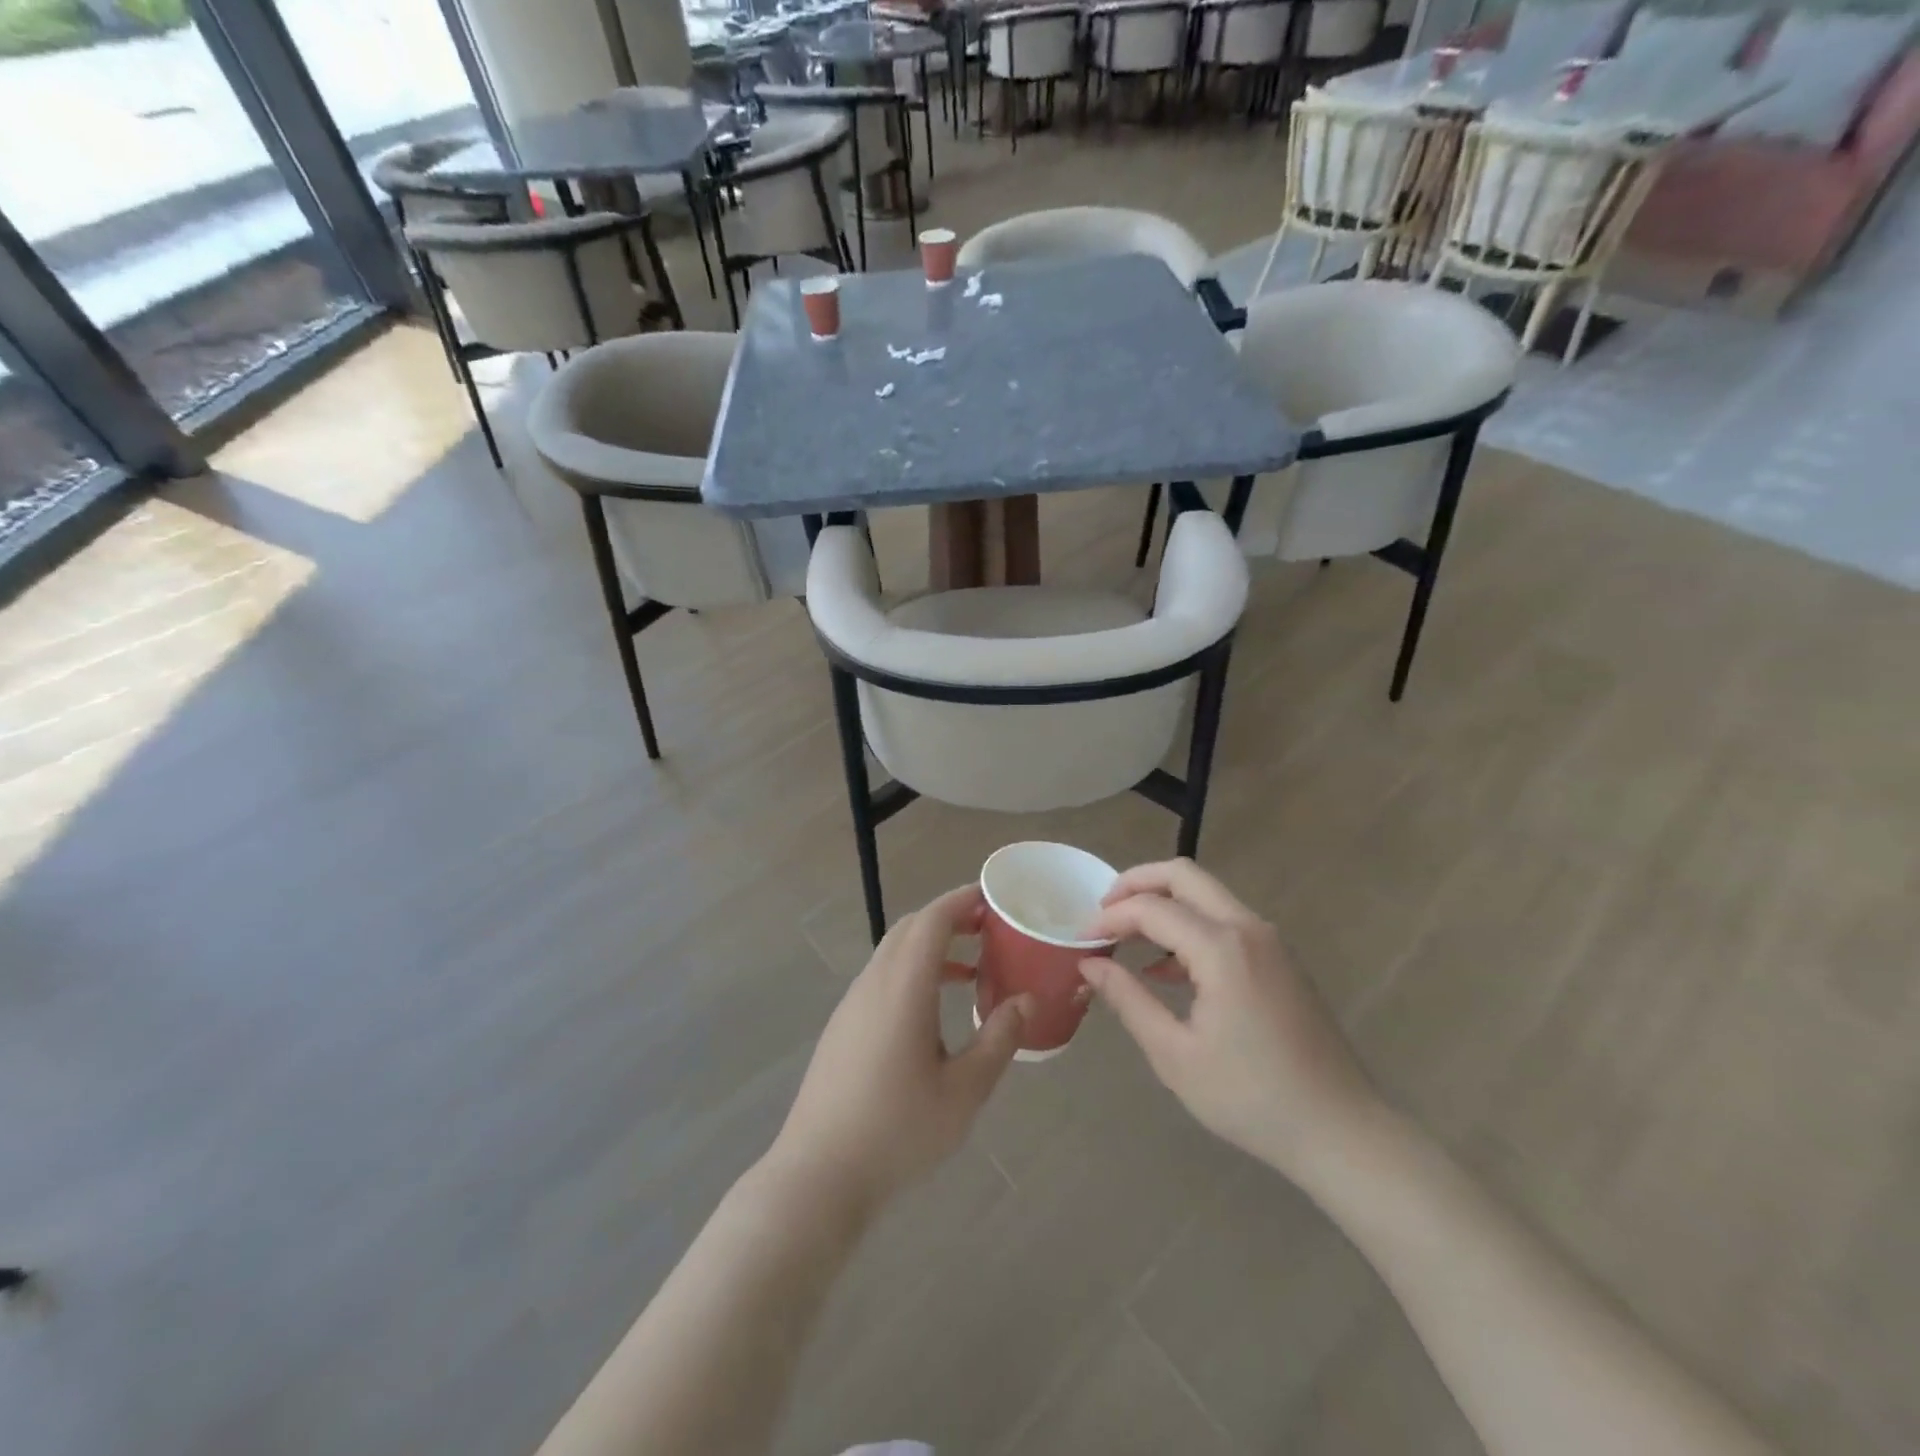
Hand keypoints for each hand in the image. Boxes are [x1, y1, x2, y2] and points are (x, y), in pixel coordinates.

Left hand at [766, 885, 1030, 1213]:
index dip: (962, 900)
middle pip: (911, 929)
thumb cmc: (897, 1131)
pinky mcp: (843, 1026)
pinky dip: (913, 972)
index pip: (932, 920)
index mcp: (903, 987)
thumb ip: (998, 1039)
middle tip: (991, 929)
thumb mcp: (964, 1091)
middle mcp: (873, 983)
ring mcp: (852, 1004)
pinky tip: (935, 1011)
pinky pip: (883, 978)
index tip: (994, 896)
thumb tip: (1025, 1000)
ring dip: (932, 948)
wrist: (819, 1174)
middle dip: (951, 919)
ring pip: (894, 953)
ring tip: (973, 970)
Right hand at [1080, 860, 1381, 1185]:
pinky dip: (1189, 926)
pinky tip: (1165, 969)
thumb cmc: (1251, 1097)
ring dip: (1163, 903)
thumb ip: (1128, 999)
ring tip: (1126, 938)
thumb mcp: (1175, 1054)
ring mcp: (1269, 940)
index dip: (1109, 918)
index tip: (1081, 940)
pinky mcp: (1279, 958)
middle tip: (1102, 912)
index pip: (1151, 908)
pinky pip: (1224, 921)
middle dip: (1136, 883)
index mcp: (1222, 948)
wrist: (1341, 1129)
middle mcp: (1247, 928)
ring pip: (1206, 895)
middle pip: (1183, 876)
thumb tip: (1090, 964)